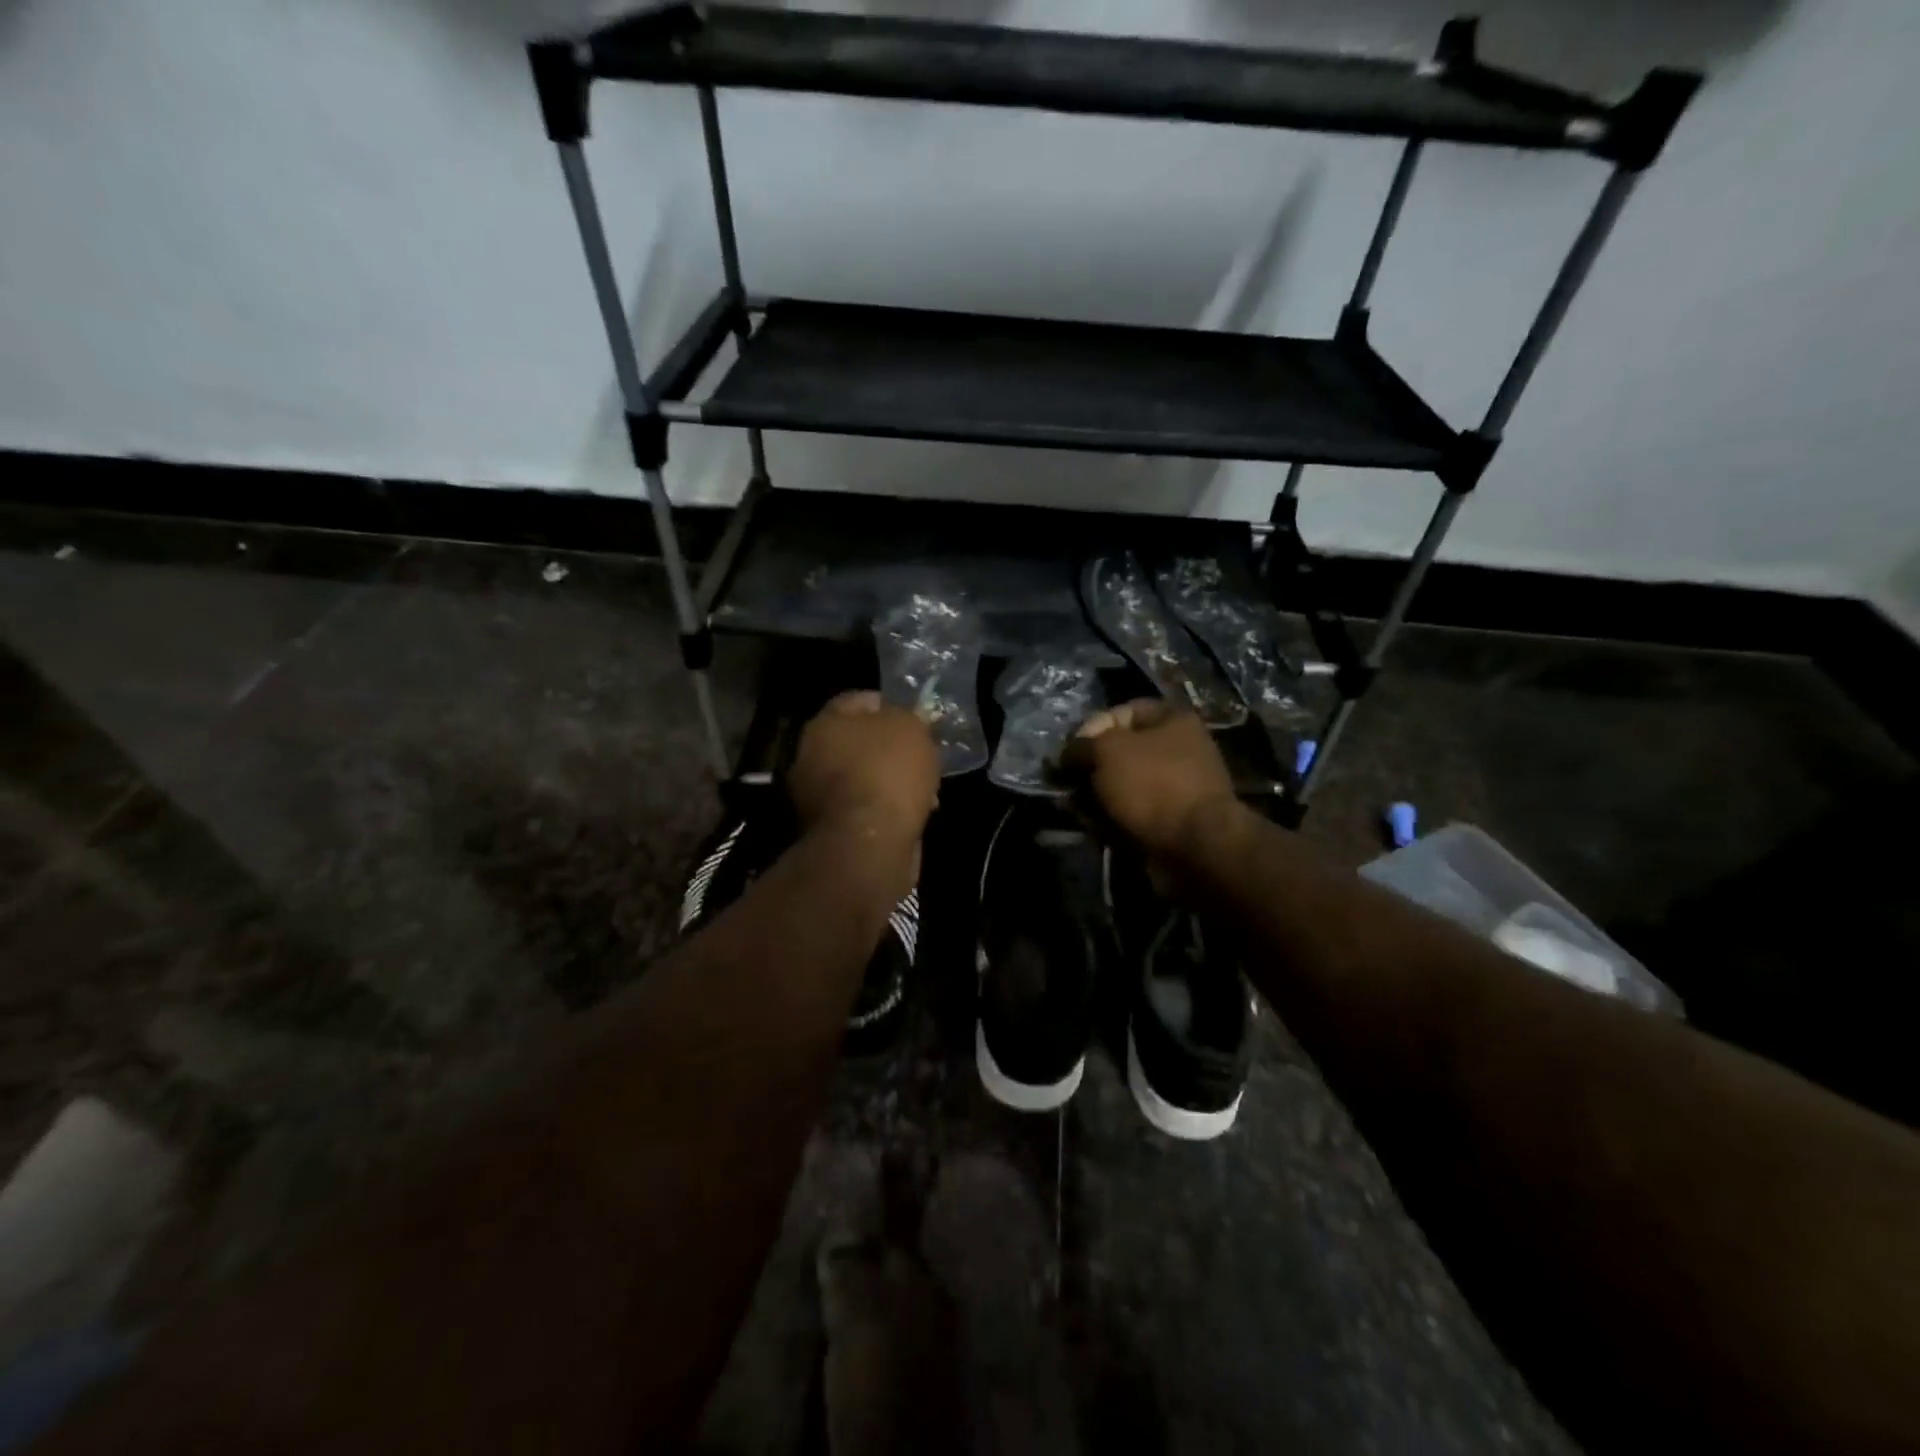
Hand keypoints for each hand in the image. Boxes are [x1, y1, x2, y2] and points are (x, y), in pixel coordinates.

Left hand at [789, 691, 939, 843]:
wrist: (868, 844)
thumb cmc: (887, 773)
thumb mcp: (911, 728)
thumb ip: (909, 717)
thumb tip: (907, 721)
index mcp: (825, 722)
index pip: (859, 700)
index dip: (891, 705)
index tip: (918, 719)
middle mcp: (811, 755)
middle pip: (858, 741)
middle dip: (891, 749)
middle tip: (922, 756)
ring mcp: (816, 795)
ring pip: (862, 777)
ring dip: (890, 782)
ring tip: (924, 791)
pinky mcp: (829, 828)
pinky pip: (864, 808)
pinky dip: (885, 809)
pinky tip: (912, 815)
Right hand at [1061, 700, 1242, 863]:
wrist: (1195, 844)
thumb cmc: (1152, 783)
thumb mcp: (1107, 751)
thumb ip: (1082, 746)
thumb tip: (1067, 755)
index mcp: (1173, 720)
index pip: (1122, 711)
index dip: (1092, 727)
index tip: (1071, 750)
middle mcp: (1179, 749)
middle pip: (1121, 752)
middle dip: (1090, 767)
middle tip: (1066, 782)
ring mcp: (1176, 788)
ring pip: (1124, 785)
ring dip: (1095, 795)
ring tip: (1073, 808)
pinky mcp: (1171, 821)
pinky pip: (1133, 813)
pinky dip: (1111, 818)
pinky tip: (1091, 826)